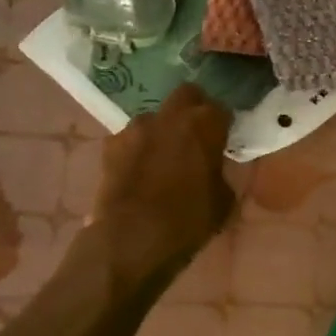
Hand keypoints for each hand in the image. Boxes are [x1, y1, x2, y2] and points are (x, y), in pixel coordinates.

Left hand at [91, 84, 233, 264]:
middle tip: (197, 135)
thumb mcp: (223, 201)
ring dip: (162, 130)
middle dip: (193, 109)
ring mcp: (135, 128)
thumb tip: (214, 169)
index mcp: (204, 124)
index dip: (224, 123)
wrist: (131, 240)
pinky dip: (138, 149)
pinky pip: (131, 139)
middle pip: (186, 95)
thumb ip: (221, 174)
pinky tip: (140, 170)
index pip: (221, 109)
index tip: (225, 139)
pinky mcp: (110, 146)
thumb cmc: (187, 221)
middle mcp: (170, 116)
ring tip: (165, 155)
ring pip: (155, 117)